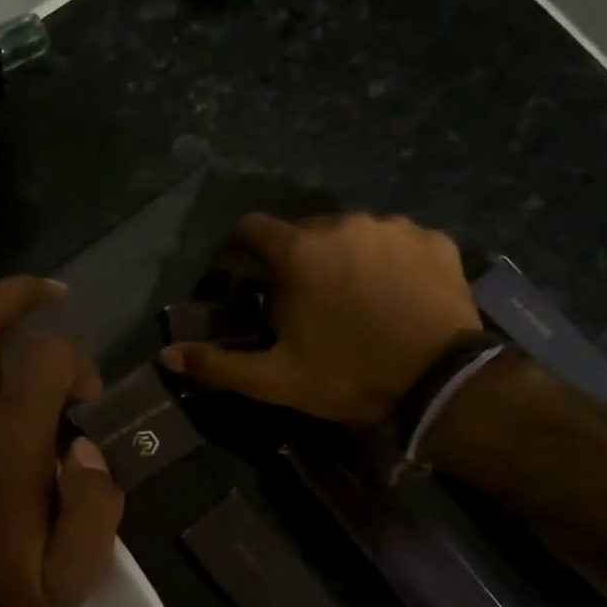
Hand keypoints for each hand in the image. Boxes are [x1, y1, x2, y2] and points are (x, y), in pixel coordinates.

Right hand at [161, 211, 479, 423]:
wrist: (441, 382)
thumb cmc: (347, 375)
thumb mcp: (274, 378)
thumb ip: (217, 363)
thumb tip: (165, 355)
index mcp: (299, 251)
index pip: (252, 228)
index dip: (239, 249)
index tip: (239, 274)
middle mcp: (344, 224)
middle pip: (303, 231)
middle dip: (294, 259)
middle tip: (300, 300)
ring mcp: (394, 227)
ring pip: (352, 234)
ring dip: (341, 257)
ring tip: (351, 298)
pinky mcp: (434, 239)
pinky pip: (396, 241)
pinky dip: (386, 261)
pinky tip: (392, 294)